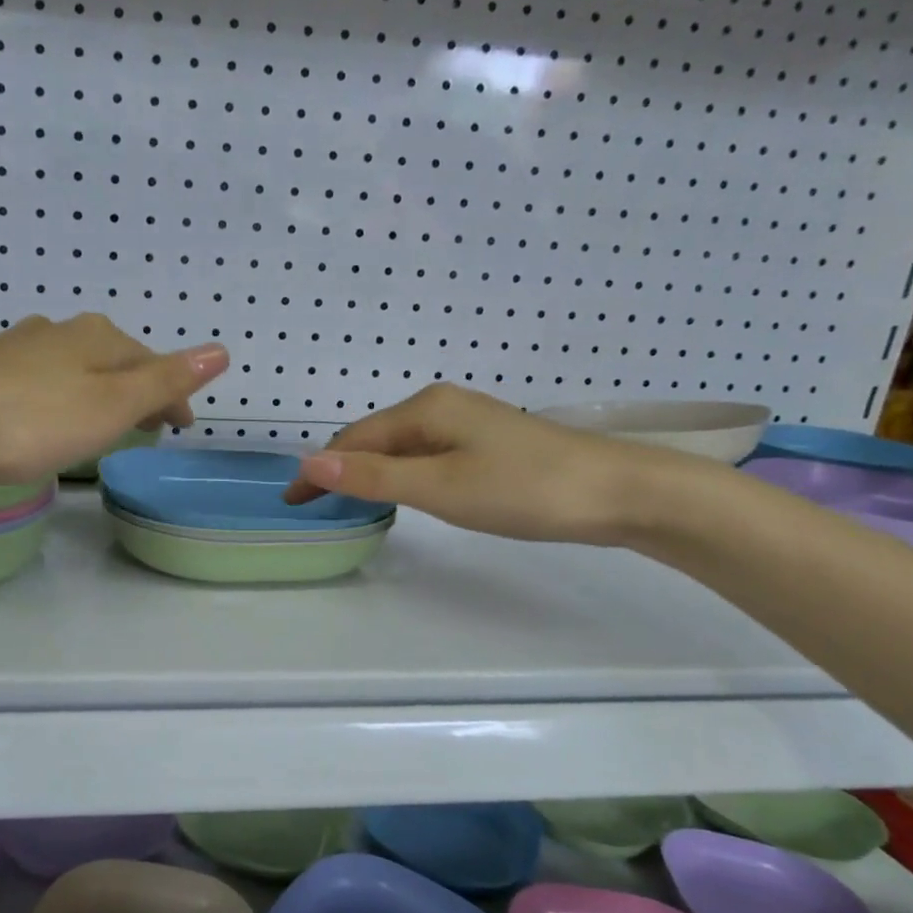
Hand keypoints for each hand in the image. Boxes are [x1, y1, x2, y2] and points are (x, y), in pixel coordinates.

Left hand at [0, 314, 228, 484]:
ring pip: (77, 368)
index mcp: (97, 338)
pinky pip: (43, 380)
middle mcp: (59, 332)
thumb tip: (221, 349)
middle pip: (115, 361)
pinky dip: (63, 396)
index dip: (173, 396)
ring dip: (100, 392)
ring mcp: (18, 347)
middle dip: (138, 390)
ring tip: (105, 423)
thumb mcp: (110, 406)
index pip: (153, 364)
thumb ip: (164, 381)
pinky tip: (48, 413)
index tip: (183, 427)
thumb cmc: (30, 421)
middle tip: (151, 426)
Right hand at [284, 382, 681, 544]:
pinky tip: (404, 492)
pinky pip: (425, 454)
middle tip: (317, 508)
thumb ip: (375, 477)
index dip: (320, 470)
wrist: (618, 492)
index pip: (354, 439)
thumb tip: (309, 463)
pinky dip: (401, 473)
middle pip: (375, 438)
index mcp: (425, 408)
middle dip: (341, 469)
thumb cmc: (524, 488)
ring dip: (370, 472)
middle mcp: (441, 405)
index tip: (294, 503)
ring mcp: (467, 421)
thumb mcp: (440, 488)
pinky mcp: (487, 441)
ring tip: (349, 503)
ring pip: (400, 447)